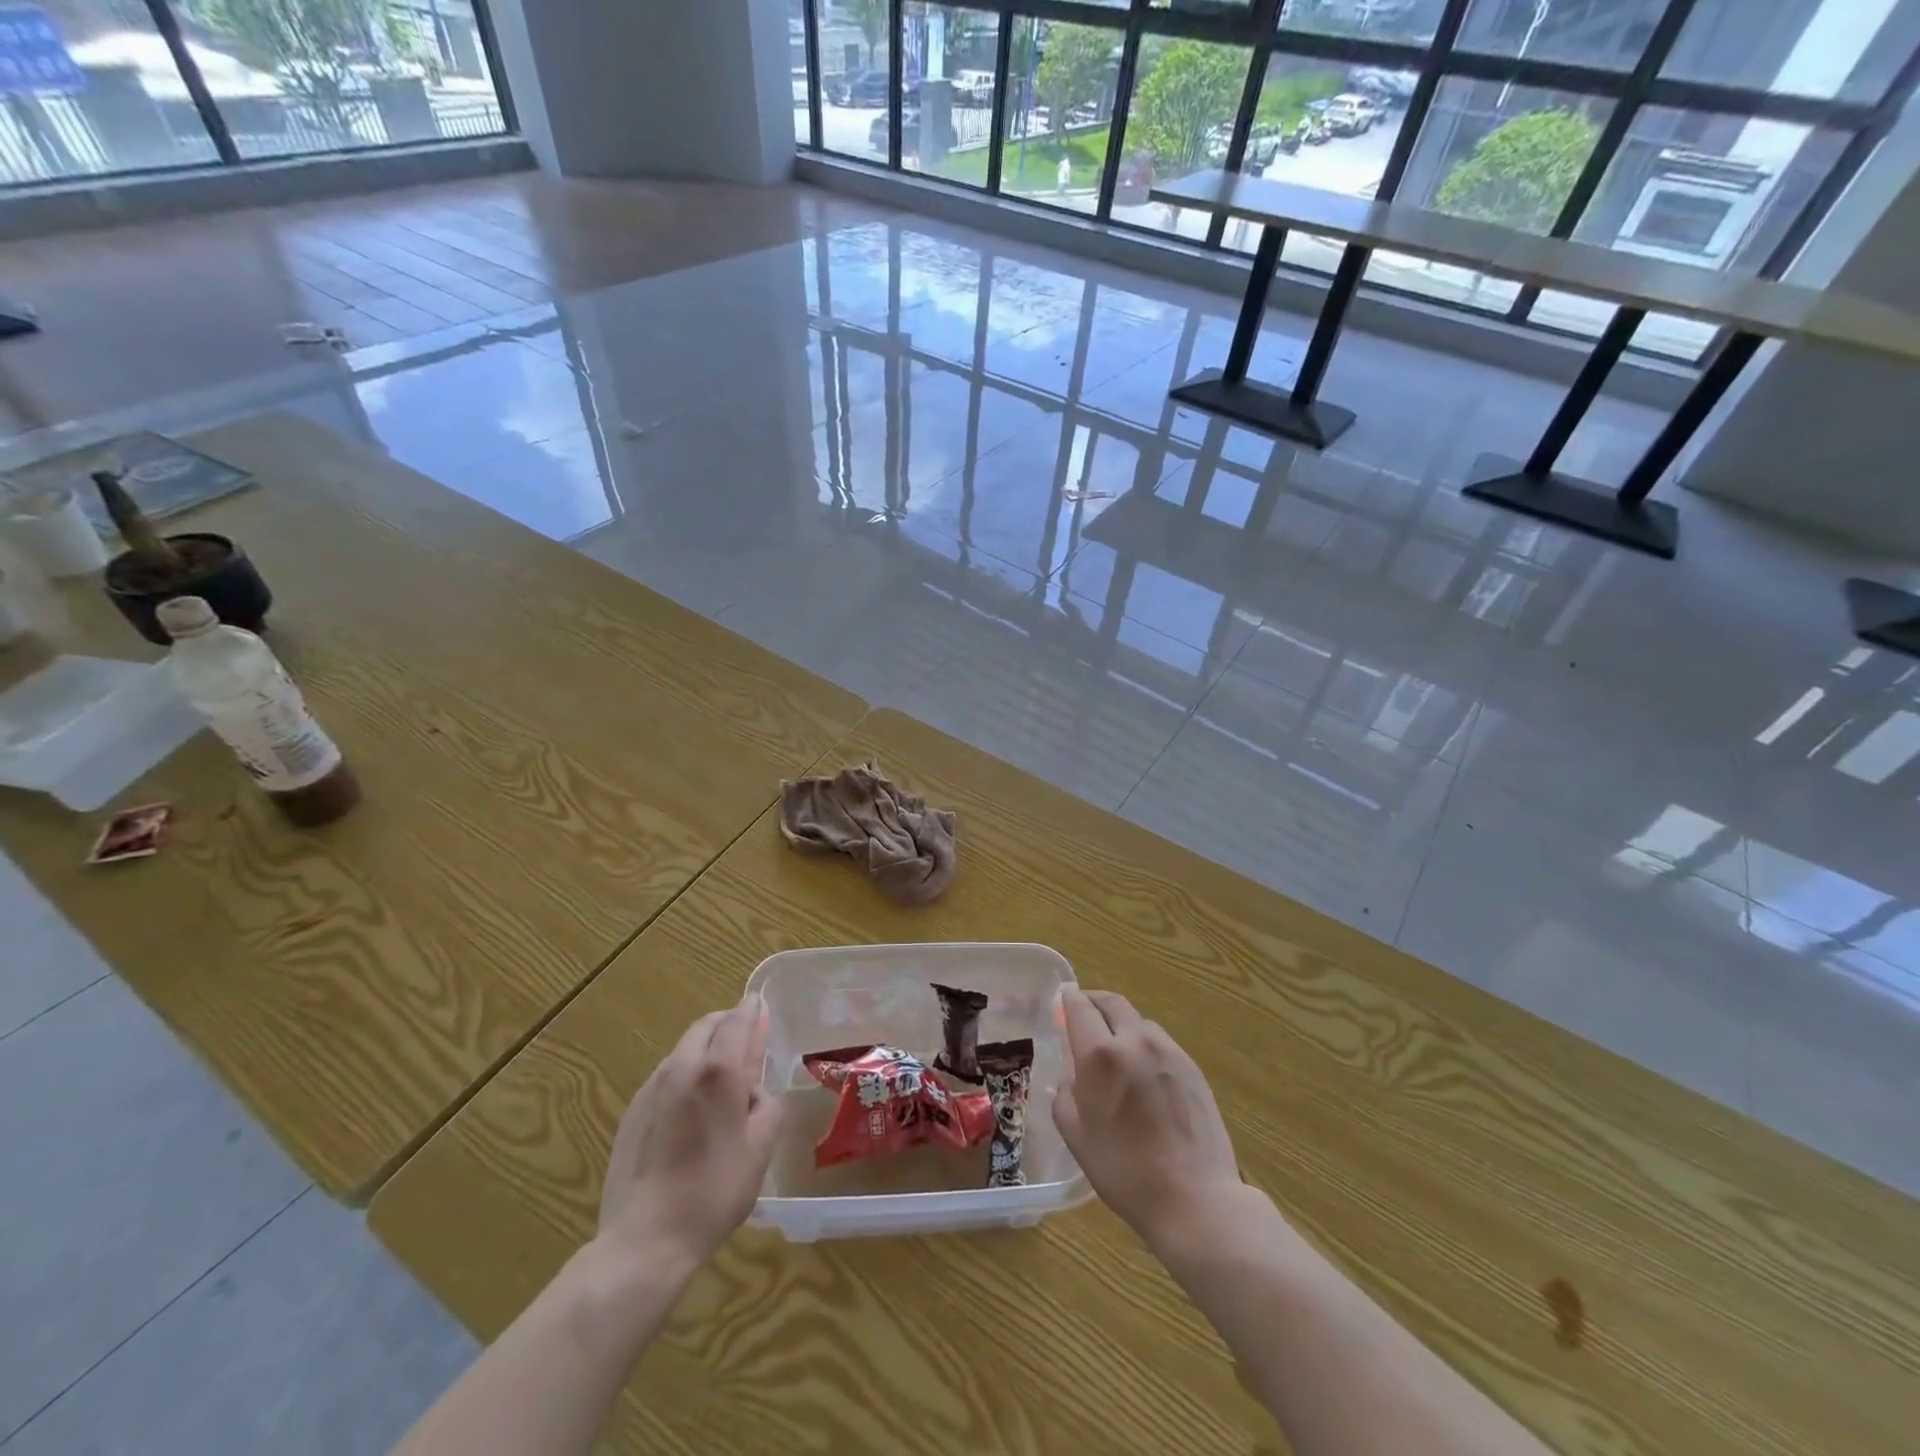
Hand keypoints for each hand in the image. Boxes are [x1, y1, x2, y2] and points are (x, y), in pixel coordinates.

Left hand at [597, 993, 782, 1267]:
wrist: (645, 1240)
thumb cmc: (714, 1191)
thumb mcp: (760, 1147)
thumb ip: (768, 1104)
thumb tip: (758, 1090)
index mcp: (718, 1071)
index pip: (737, 1020)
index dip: (751, 1009)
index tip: (760, 1003)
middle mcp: (682, 1068)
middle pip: (705, 1027)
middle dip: (726, 1023)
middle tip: (745, 1037)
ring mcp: (651, 1089)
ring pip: (683, 1050)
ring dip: (704, 1048)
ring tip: (721, 1077)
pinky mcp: (631, 1113)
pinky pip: (665, 1077)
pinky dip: (685, 1074)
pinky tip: (692, 1109)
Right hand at [1053, 988, 1248, 1250]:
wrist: (1194, 1198)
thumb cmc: (1125, 1170)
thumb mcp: (1077, 1136)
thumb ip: (1065, 1096)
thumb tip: (1071, 1079)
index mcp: (1100, 1054)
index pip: (1080, 1007)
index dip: (1068, 998)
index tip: (1062, 998)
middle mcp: (1135, 1041)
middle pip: (1112, 1002)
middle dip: (1095, 1002)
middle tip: (1084, 1013)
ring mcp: (1169, 1052)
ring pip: (1139, 1022)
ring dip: (1122, 1024)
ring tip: (1116, 1049)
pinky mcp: (1193, 1068)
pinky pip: (1161, 1043)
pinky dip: (1145, 1045)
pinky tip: (1144, 1074)